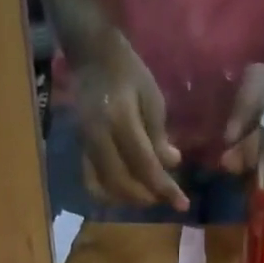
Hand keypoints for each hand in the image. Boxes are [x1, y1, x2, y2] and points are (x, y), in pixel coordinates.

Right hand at [70, 33, 189, 210]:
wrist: (92, 58)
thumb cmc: (128, 73)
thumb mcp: (152, 97)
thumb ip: (159, 135)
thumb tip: (172, 165)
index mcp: (119, 119)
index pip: (144, 164)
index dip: (164, 187)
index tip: (183, 205)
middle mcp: (99, 137)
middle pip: (123, 182)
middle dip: (147, 196)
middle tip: (165, 197)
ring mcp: (86, 146)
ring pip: (106, 189)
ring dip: (130, 199)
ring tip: (149, 195)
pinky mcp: (80, 151)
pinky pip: (92, 184)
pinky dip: (110, 196)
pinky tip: (127, 193)